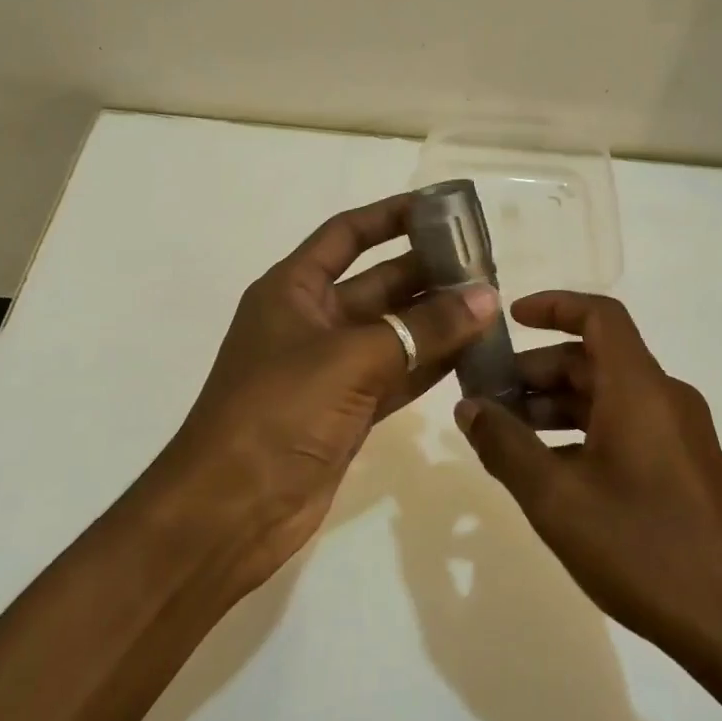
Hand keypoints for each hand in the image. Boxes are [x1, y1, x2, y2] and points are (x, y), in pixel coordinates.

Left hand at [163, 194, 498, 595]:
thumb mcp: (351, 359)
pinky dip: (432, 364)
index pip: (347, 234)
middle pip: (380, 282)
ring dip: (438, 319)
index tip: (442, 209)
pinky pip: (398, 374)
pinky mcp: (348, 410)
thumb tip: (486, 298)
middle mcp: (313, 320)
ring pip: (395, 331)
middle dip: (429, 271)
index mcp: (294, 289)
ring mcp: (331, 368)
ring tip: (492, 306)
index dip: (392, 216)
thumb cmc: (278, 412)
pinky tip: (474, 353)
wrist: (229, 511)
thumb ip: (422, 328)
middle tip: (487, 266)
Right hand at [453, 291, 721, 661]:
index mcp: (640, 388)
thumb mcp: (556, 498)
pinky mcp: (682, 464)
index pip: (599, 315)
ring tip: (507, 436)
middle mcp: (664, 397)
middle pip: (595, 358)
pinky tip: (549, 469)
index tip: (509, 319)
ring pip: (608, 395)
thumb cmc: (641, 548)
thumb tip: (468, 407)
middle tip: (488, 397)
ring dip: (556, 405)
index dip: (554, 306)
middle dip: (538, 370)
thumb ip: (505, 446)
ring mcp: (678, 432)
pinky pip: (625, 424)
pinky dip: (582, 430)